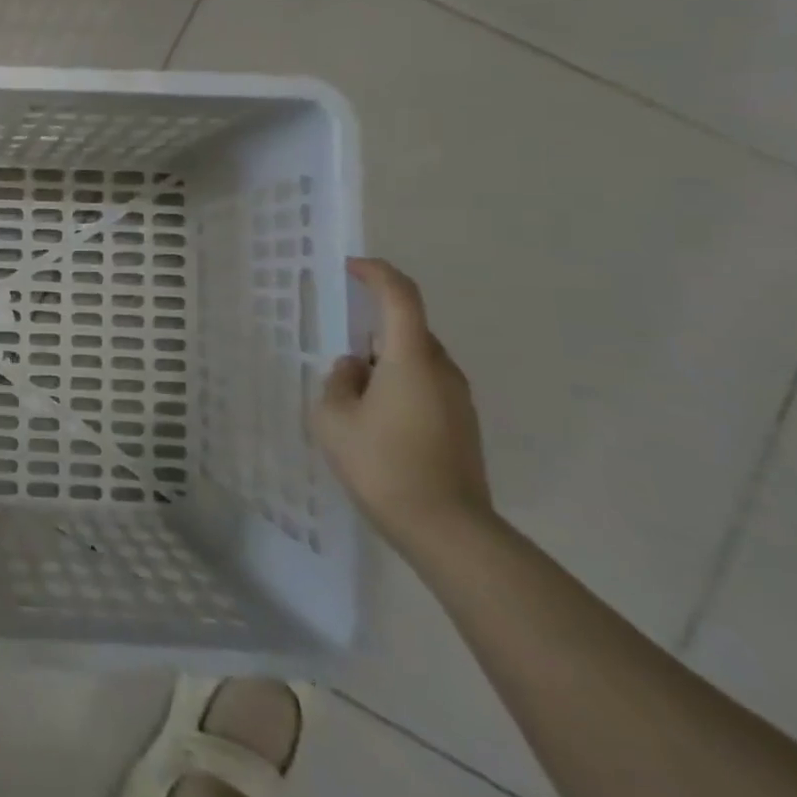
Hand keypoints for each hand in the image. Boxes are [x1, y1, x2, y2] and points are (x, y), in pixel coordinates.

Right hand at [309, 258, 494, 554]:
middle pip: (408, 330)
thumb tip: (354, 369)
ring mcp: (459, 399)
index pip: (400, 297)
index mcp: (411, 359)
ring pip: (416, 361)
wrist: (446, 529)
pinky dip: (398, 387)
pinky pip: (425, 386)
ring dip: (384, 364)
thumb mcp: (333, 418)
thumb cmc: (382, 464)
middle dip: (372, 332)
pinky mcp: (462, 425)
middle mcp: (442, 370)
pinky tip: (376, 422)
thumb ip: (337, 382)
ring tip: (353, 400)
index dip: (377, 273)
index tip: (352, 267)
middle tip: (340, 358)